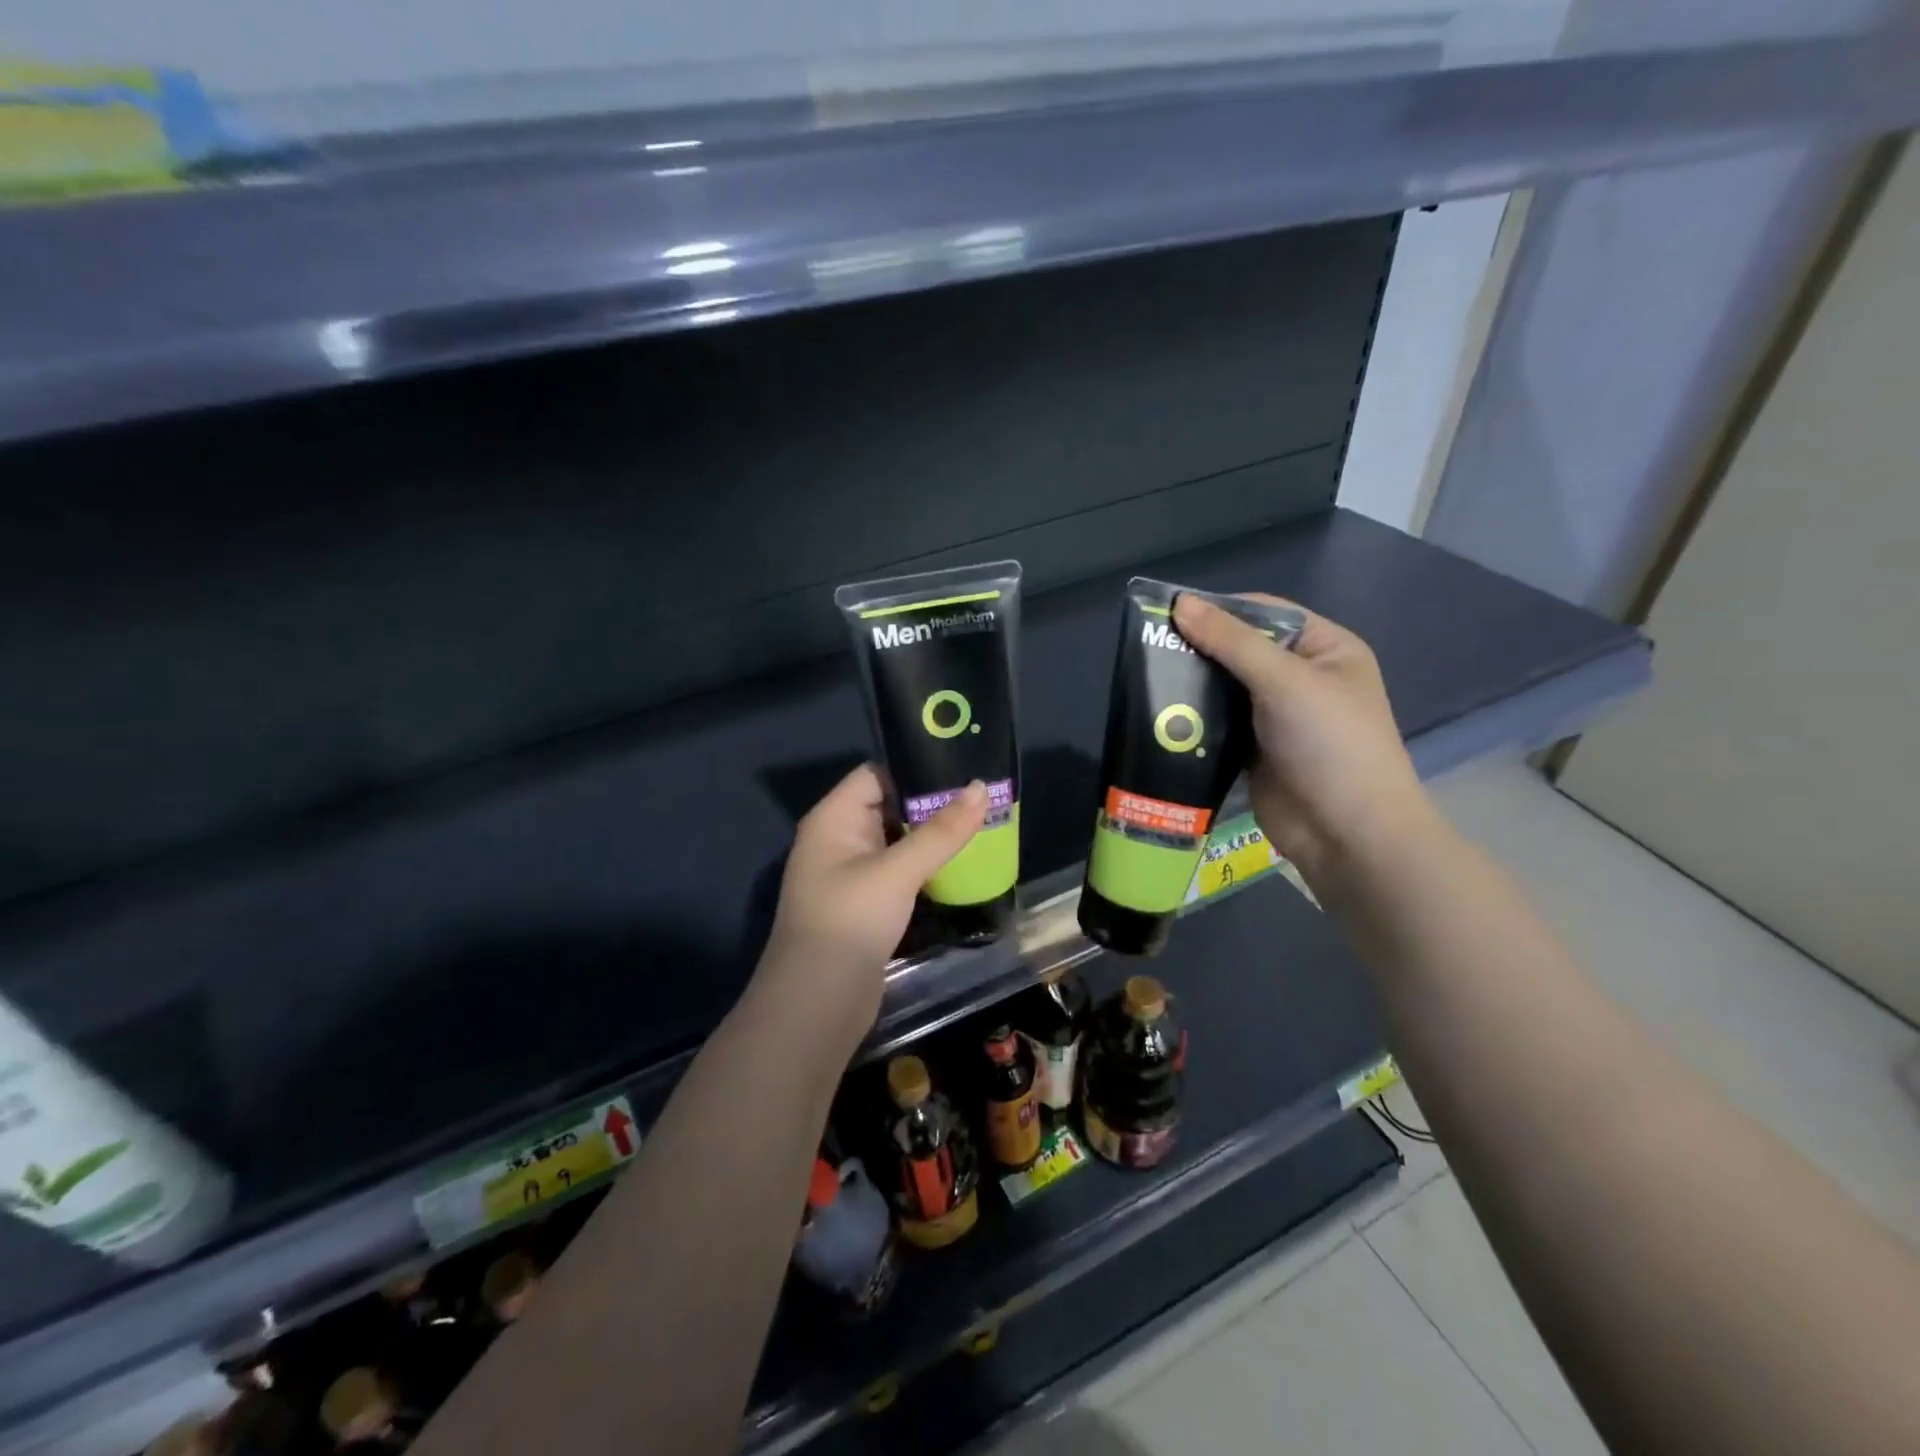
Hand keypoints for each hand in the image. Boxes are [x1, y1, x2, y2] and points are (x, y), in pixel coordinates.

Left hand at [760, 765, 988, 1024]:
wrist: (817, 1004)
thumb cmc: (850, 922)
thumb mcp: (897, 872)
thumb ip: (941, 831)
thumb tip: (982, 787)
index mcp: (833, 818)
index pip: (876, 774)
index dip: (914, 767)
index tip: (961, 767)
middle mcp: (838, 838)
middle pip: (889, 805)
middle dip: (931, 802)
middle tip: (982, 796)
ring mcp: (851, 872)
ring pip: (897, 840)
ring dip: (931, 835)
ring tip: (981, 823)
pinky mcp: (866, 902)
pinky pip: (899, 869)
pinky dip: (925, 864)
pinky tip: (960, 863)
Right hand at [1171, 594, 1437, 886]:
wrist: (1346, 833)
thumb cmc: (1329, 744)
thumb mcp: (1284, 681)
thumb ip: (1231, 642)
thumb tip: (1181, 602)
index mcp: (1325, 649)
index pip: (1267, 614)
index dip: (1221, 609)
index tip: (1170, 611)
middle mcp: (1302, 678)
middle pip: (1242, 650)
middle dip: (1200, 648)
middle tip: (1148, 645)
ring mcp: (1277, 717)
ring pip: (1226, 688)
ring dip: (1193, 684)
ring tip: (1146, 676)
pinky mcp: (1255, 750)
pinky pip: (1219, 723)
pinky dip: (1195, 718)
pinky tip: (1162, 713)